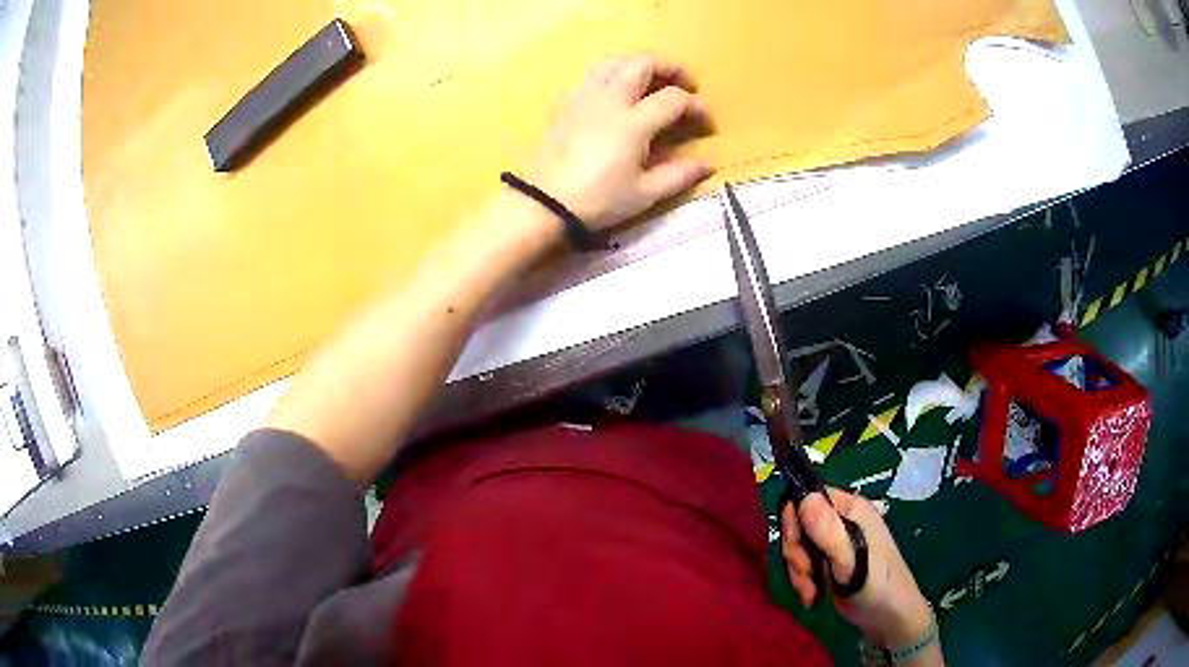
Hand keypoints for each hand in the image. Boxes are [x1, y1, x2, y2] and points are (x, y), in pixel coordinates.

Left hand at [529, 55, 713, 231]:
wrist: (545, 203)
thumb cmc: (598, 200)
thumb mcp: (644, 194)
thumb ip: (679, 175)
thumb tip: (707, 165)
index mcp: (633, 122)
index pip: (673, 99)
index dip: (696, 106)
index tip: (706, 122)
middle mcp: (609, 99)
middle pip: (643, 63)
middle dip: (670, 68)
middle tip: (684, 85)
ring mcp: (584, 97)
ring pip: (614, 61)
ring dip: (639, 64)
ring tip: (652, 81)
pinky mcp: (566, 103)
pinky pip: (592, 75)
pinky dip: (612, 73)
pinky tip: (617, 93)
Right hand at [782, 489, 933, 647]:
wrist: (888, 617)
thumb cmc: (876, 584)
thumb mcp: (850, 559)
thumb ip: (827, 530)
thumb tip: (803, 497)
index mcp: (850, 509)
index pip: (807, 498)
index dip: (795, 522)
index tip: (797, 549)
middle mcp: (841, 520)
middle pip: (799, 525)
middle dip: (796, 554)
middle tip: (807, 575)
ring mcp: (834, 543)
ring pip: (798, 547)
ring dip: (798, 572)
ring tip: (811, 592)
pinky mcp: (829, 563)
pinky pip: (803, 564)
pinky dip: (802, 581)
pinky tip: (812, 596)